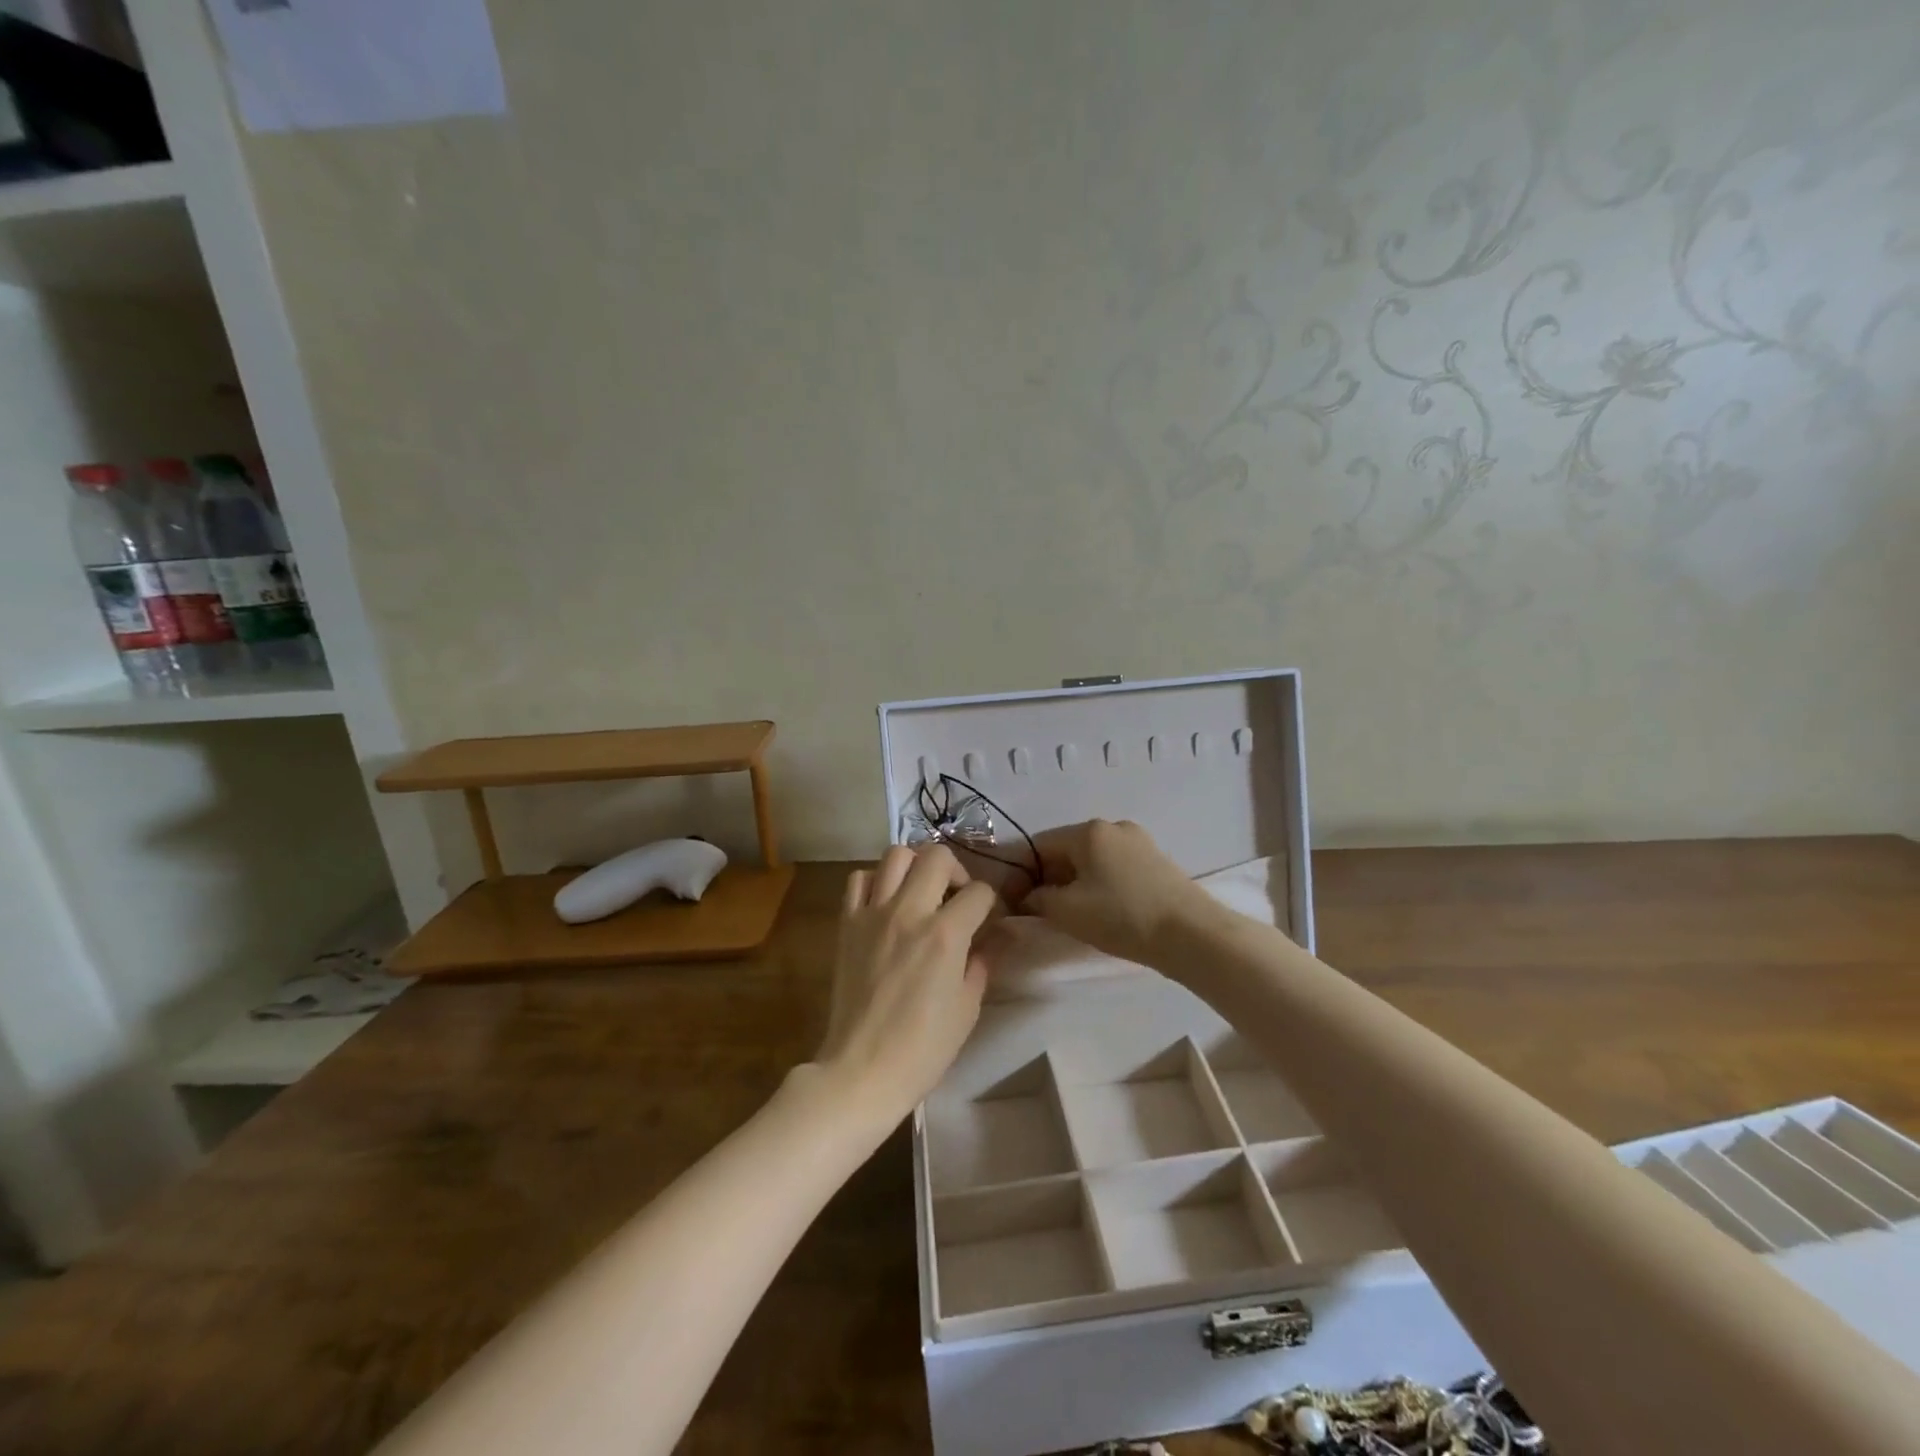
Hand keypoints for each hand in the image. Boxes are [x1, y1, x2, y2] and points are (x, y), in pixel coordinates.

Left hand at [812, 845, 998, 1123]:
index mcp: (946, 934)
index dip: (992, 903)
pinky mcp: (847, 923)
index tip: (990, 920)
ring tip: (921, 891)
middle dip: (957, 871)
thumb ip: (982, 962)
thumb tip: (997, 937)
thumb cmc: (923, 1048)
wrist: (862, 1070)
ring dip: (916, 866)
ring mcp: (873, 914)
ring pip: (896, 855)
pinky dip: (875, 881)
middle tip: (957, 898)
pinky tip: (885, 903)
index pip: (980, 892)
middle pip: (938, 856)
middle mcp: (910, 912)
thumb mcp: (967, 1008)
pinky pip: (858, 879)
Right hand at [1023, 819, 1211, 969]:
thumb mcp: (1067, 911)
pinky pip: (1115, 868)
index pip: (1039, 844)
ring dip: (1075, 883)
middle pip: (1066, 850)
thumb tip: (1027, 897)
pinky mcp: (1156, 862)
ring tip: (1073, 915)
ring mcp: (1139, 842)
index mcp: (1088, 831)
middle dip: (1049, 878)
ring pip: (1092, 860)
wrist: (1191, 934)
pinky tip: (1103, 911)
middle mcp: (1113, 827)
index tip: (1014, 900)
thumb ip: (1037, 899)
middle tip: (1041, 911)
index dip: (1021, 872)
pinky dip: (1100, 885)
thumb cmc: (1122, 916)